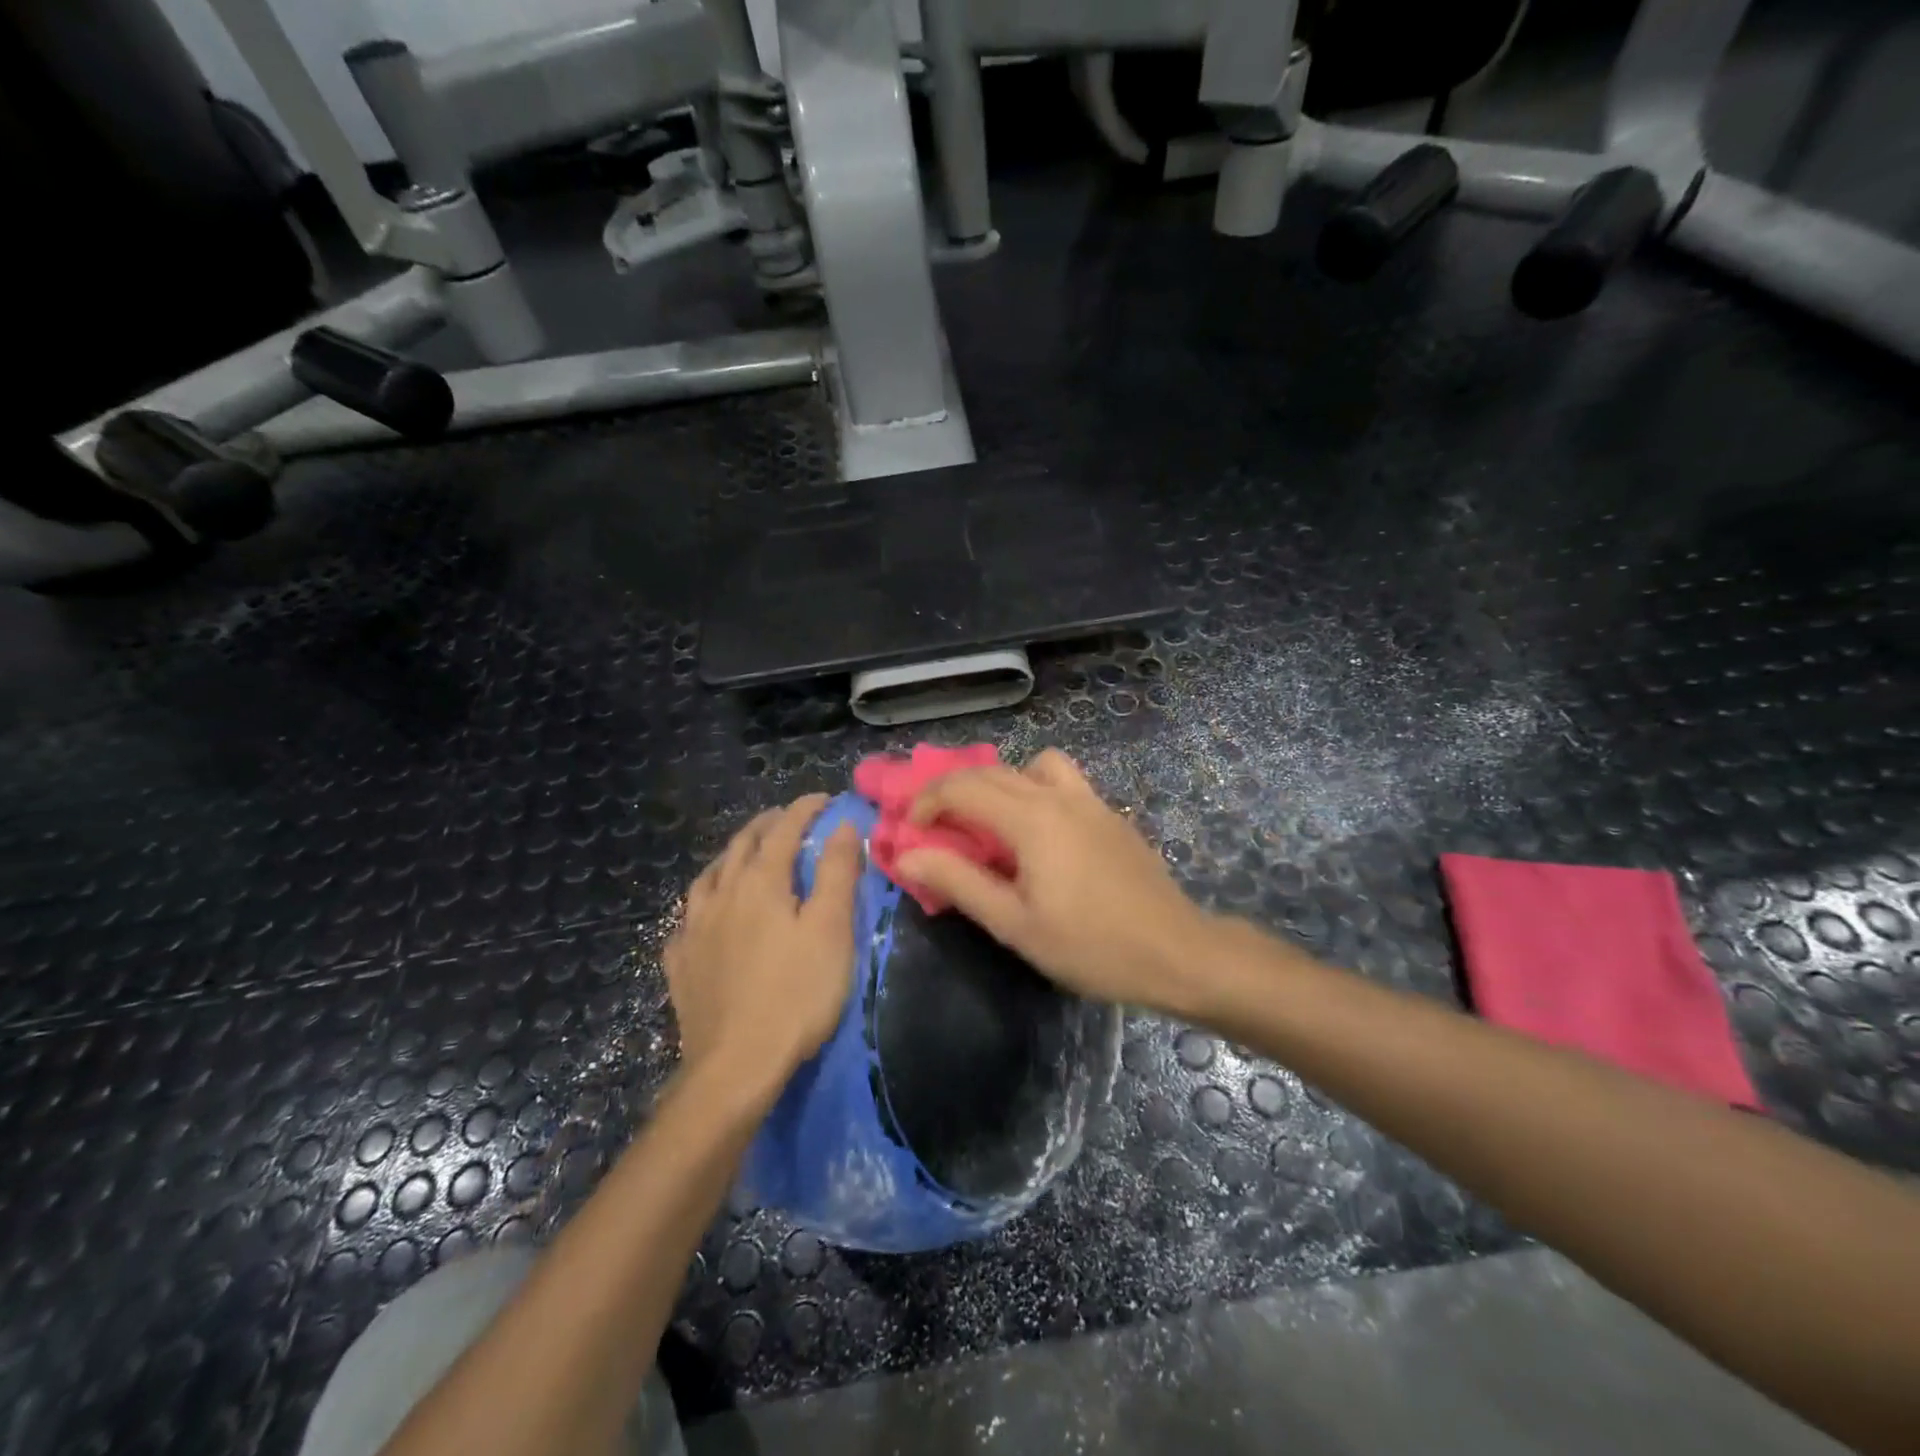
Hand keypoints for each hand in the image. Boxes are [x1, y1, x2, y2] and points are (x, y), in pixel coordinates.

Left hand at [665, 795, 862, 1089]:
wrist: (736, 1064)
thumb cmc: (797, 993)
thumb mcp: (832, 929)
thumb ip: (837, 872)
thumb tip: (843, 825)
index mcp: (760, 883)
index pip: (784, 830)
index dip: (804, 809)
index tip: (824, 799)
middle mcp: (721, 896)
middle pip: (741, 846)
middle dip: (766, 826)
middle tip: (787, 819)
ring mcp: (694, 930)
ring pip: (708, 877)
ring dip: (730, 857)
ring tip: (743, 855)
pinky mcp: (680, 965)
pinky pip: (686, 920)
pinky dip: (702, 904)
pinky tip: (705, 916)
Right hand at [896, 750, 1213, 1014]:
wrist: (1178, 952)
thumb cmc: (1091, 946)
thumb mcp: (1015, 924)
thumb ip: (959, 882)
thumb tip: (907, 854)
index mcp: (1032, 818)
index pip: (963, 788)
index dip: (927, 802)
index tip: (910, 832)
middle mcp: (1059, 796)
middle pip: (993, 771)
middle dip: (954, 791)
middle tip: (936, 827)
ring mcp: (1091, 801)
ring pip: (1033, 766)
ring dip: (1002, 783)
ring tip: (993, 823)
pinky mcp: (1110, 815)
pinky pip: (1062, 783)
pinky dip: (1035, 791)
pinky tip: (1040, 838)